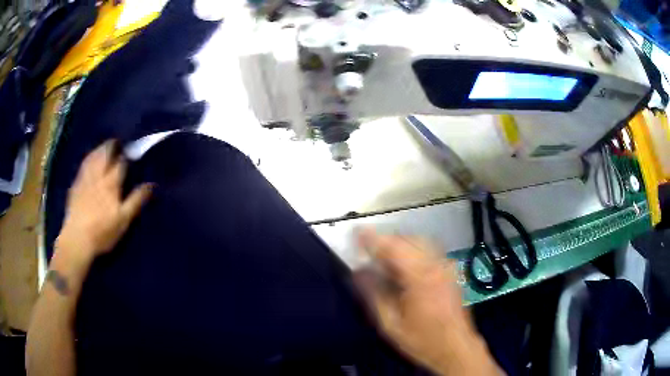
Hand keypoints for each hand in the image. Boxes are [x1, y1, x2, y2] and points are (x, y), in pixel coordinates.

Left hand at [57, 140, 152, 262]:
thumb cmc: (102, 231)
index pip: (121, 163)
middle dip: (112, 146)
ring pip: (93, 157)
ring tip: (104, 146)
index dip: (127, 155)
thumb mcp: (123, 220)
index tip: (131, 151)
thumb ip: (136, 201)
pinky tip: (89, 159)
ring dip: (99, 149)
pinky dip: (88, 158)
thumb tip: (151, 184)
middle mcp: (98, 176)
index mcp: (111, 183)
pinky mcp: (76, 185)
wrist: (77, 238)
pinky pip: (83, 165)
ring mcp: (85, 179)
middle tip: (117, 143)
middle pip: (105, 154)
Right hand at [354, 229, 501, 375]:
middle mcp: (436, 265)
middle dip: (385, 240)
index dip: (373, 238)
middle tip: (367, 250)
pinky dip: (412, 249)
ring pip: (419, 241)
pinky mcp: (450, 271)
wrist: (456, 348)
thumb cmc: (422, 340)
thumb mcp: (391, 324)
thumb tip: (359, 272)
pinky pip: (429, 249)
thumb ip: (374, 295)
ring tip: (383, 256)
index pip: (393, 247)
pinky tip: (403, 264)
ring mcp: (446, 266)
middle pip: (407, 239)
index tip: (356, 233)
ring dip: (399, 243)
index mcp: (420, 277)